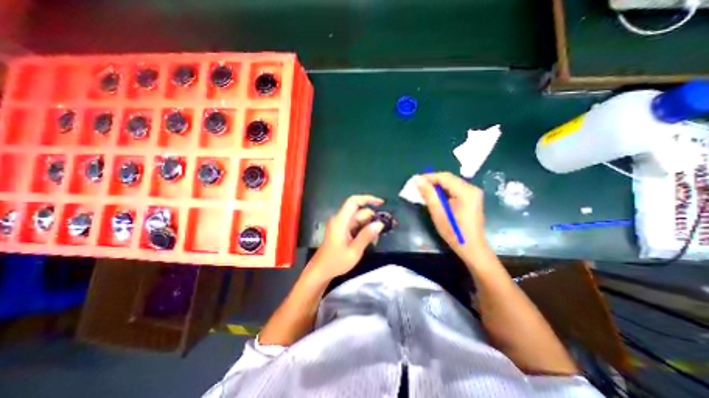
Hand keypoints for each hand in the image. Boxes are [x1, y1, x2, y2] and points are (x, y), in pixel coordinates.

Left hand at [308, 194, 384, 281]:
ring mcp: (340, 224)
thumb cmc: (336, 262)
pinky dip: (363, 230)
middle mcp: (340, 219)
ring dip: (368, 226)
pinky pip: (355, 225)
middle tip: (381, 231)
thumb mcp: (354, 251)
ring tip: (375, 240)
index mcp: (340, 221)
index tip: (381, 203)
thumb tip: (380, 223)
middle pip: (359, 212)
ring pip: (358, 219)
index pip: (353, 201)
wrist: (321, 271)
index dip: (367, 199)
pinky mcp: (341, 230)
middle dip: (372, 218)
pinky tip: (369, 240)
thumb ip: (367, 236)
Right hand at [416, 171, 487, 260]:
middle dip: (432, 181)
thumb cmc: (453, 231)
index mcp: (465, 191)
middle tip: (418, 187)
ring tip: (424, 191)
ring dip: (437, 186)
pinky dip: (443, 191)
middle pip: (448, 179)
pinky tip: (436, 197)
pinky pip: (454, 189)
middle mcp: (472, 188)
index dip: (428, 177)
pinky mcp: (471, 198)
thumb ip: (428, 194)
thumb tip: (417, 179)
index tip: (414, 181)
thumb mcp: (438, 212)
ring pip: (451, 183)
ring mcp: (473, 193)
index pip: (444, 177)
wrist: (471, 247)